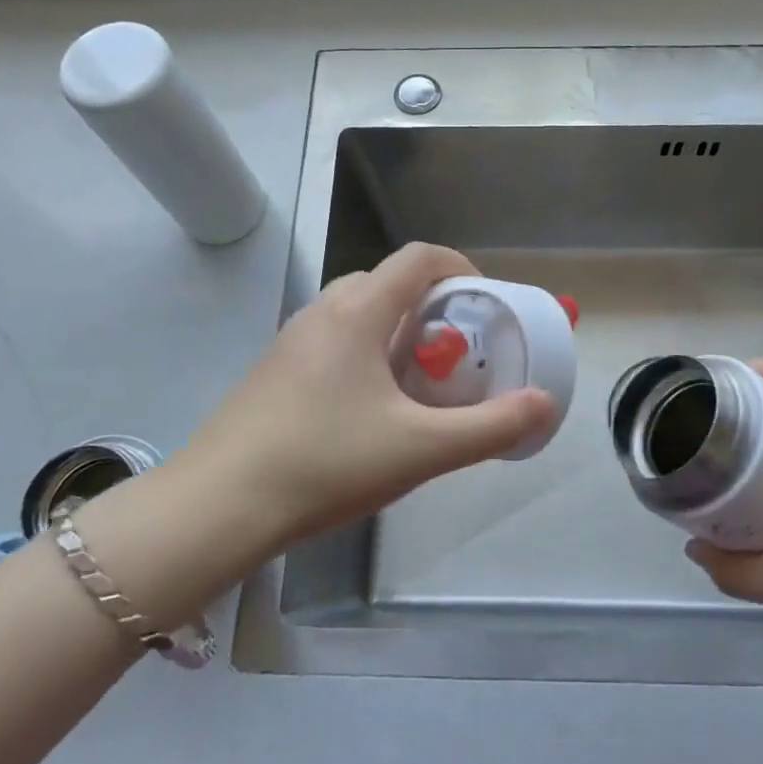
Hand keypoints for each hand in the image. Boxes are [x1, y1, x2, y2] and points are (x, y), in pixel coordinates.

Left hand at [179, 242, 557, 552]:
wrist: (218, 505)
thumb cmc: (326, 463)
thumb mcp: (421, 449)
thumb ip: (490, 426)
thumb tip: (544, 403)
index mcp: (358, 311)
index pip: (419, 258)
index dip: (460, 267)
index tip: (485, 304)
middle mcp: (322, 310)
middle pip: (388, 281)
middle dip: (430, 304)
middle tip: (455, 350)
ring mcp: (291, 340)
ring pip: (356, 311)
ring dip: (394, 329)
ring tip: (417, 381)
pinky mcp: (273, 371)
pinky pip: (331, 340)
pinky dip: (363, 352)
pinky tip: (368, 409)